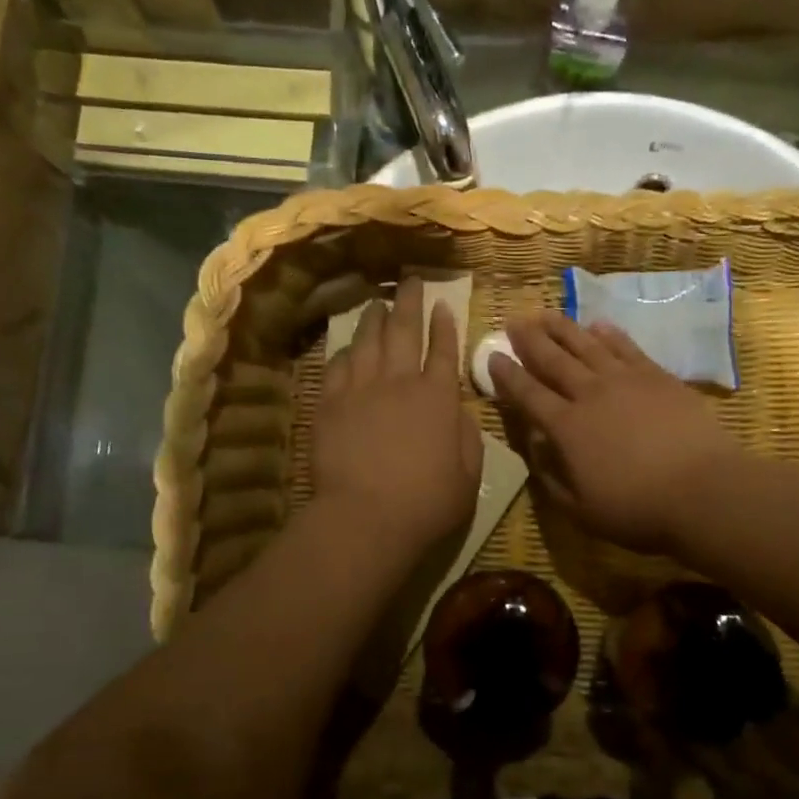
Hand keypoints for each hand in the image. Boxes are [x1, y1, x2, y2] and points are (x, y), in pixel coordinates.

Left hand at [315, 278, 483, 555]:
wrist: (365, 517)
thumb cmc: (426, 503)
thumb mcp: (468, 475)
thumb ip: (468, 438)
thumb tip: (460, 413)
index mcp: (438, 398)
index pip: (444, 351)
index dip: (445, 326)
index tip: (444, 304)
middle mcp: (399, 382)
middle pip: (404, 332)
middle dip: (409, 303)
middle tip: (409, 281)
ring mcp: (360, 390)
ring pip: (367, 342)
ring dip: (374, 319)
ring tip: (376, 303)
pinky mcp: (329, 404)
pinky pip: (337, 367)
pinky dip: (345, 352)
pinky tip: (347, 347)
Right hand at [490, 311, 742, 553]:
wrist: (702, 490)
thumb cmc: (637, 509)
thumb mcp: (580, 510)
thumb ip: (551, 478)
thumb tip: (535, 447)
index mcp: (566, 428)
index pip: (528, 395)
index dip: (508, 376)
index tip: (492, 357)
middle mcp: (590, 395)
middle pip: (553, 360)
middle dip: (529, 341)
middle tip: (513, 322)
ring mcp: (625, 380)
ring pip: (586, 345)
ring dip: (562, 329)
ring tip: (545, 314)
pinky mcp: (657, 376)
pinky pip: (626, 347)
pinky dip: (609, 334)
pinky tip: (598, 325)